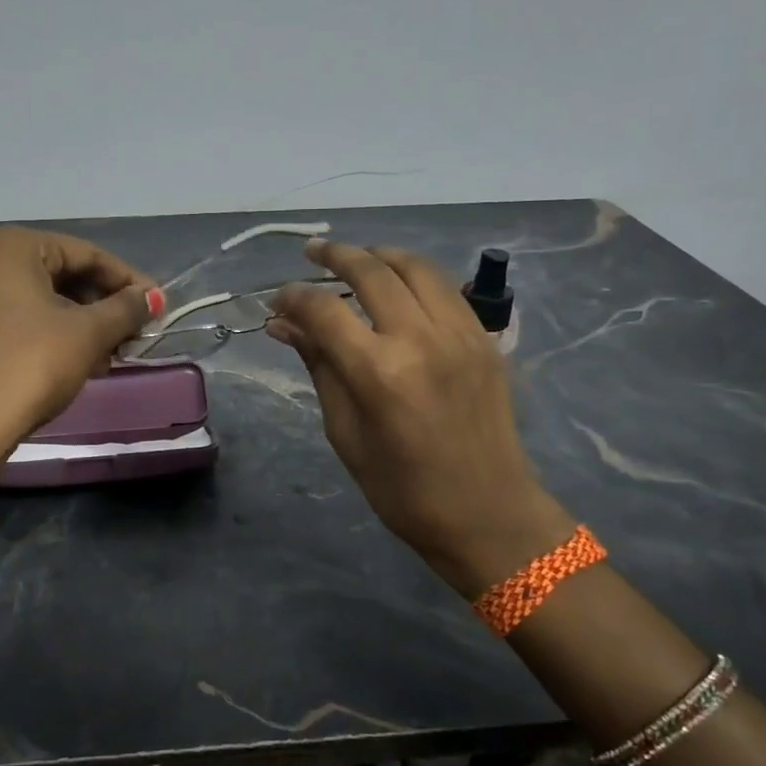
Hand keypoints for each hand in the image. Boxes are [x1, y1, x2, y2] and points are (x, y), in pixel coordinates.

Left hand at [0, 227, 156, 464]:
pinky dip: (58, 335)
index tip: (157, 306)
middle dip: (106, 305)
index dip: (129, 280)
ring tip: (114, 353)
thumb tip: (153, 297)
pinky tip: (84, 363)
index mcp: (13, 248)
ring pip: (47, 300)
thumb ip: (126, 308)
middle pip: (66, 275)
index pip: (87, 254)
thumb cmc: (33, 365)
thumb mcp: (89, 333)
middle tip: (137, 332)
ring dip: (86, 323)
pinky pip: (26, 320)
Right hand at [267, 240, 573, 597]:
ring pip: (415, 267)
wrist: (487, 513)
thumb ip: (318, 366)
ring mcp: (460, 334)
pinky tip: (398, 283)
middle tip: (311, 253)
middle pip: (371, 271)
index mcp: (379, 372)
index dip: (294, 297)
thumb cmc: (403, 489)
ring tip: (354, 258)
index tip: (277, 300)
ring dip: (379, 255)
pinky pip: (445, 288)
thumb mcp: (345, 433)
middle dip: (335, 256)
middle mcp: (421, 338)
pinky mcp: (484, 338)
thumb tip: (284, 325)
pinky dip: (415, 275)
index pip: (325, 310)